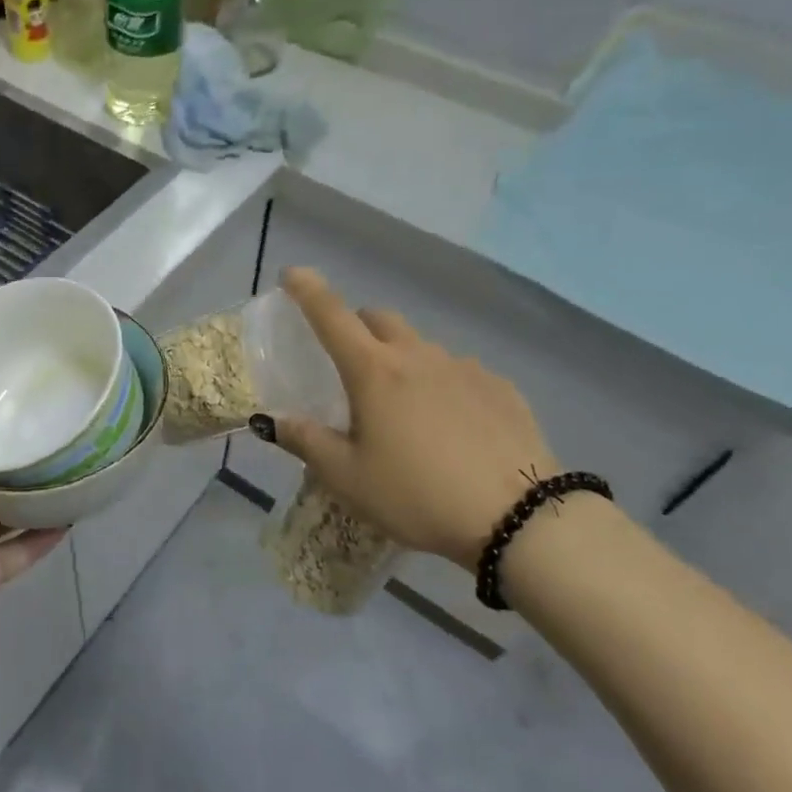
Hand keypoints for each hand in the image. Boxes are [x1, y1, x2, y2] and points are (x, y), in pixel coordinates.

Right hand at [266, 268, 560, 567]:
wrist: (519, 518)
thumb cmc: (417, 495)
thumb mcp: (348, 478)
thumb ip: (307, 442)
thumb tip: (272, 421)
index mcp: (374, 371)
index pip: (331, 314)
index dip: (307, 289)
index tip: (292, 273)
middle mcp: (418, 356)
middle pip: (379, 319)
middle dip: (358, 326)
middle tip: (350, 362)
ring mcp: (464, 367)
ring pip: (421, 346)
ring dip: (402, 360)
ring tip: (405, 408)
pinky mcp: (501, 387)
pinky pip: (460, 371)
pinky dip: (443, 384)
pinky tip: (452, 425)